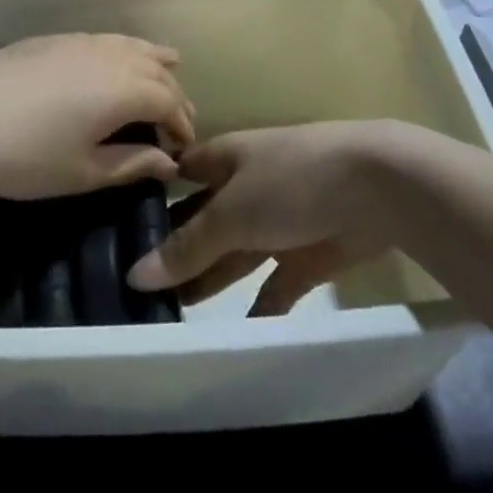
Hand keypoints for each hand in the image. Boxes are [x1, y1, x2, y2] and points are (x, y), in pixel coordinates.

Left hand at [0, 34, 193, 200]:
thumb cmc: (28, 156)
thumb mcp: (84, 172)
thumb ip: (132, 164)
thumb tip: (168, 161)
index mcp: (125, 89)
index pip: (169, 102)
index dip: (182, 125)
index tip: (186, 148)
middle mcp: (111, 56)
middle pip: (155, 69)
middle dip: (173, 94)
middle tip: (179, 118)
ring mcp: (81, 41)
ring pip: (131, 45)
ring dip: (153, 61)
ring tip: (169, 66)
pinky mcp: (54, 37)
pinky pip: (105, 39)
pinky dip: (124, 49)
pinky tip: (118, 58)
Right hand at [127, 123, 391, 314]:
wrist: (375, 187)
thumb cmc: (290, 180)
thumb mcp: (232, 211)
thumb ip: (189, 246)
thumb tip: (136, 274)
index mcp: (224, 158)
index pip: (179, 174)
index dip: (151, 196)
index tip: (116, 228)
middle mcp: (245, 186)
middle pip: (203, 219)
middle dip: (176, 248)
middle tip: (138, 290)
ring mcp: (278, 220)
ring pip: (234, 254)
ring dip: (210, 280)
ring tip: (172, 316)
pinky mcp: (308, 254)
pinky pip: (274, 285)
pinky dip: (258, 306)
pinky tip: (236, 333)